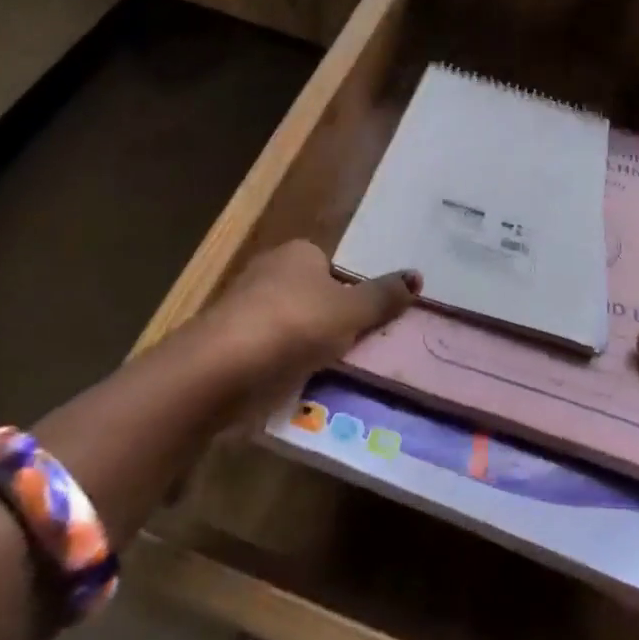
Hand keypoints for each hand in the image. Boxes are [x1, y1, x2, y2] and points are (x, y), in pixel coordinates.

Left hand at [195, 240, 419, 404]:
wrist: (220, 368)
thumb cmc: (294, 325)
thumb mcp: (351, 312)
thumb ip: (383, 298)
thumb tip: (418, 276)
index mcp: (298, 253)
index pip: (332, 268)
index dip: (349, 295)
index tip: (362, 325)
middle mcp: (267, 270)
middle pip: (309, 296)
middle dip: (326, 322)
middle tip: (350, 352)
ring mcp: (242, 306)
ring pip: (287, 326)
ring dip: (302, 348)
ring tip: (326, 375)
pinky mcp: (226, 342)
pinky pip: (266, 352)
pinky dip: (279, 366)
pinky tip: (291, 386)